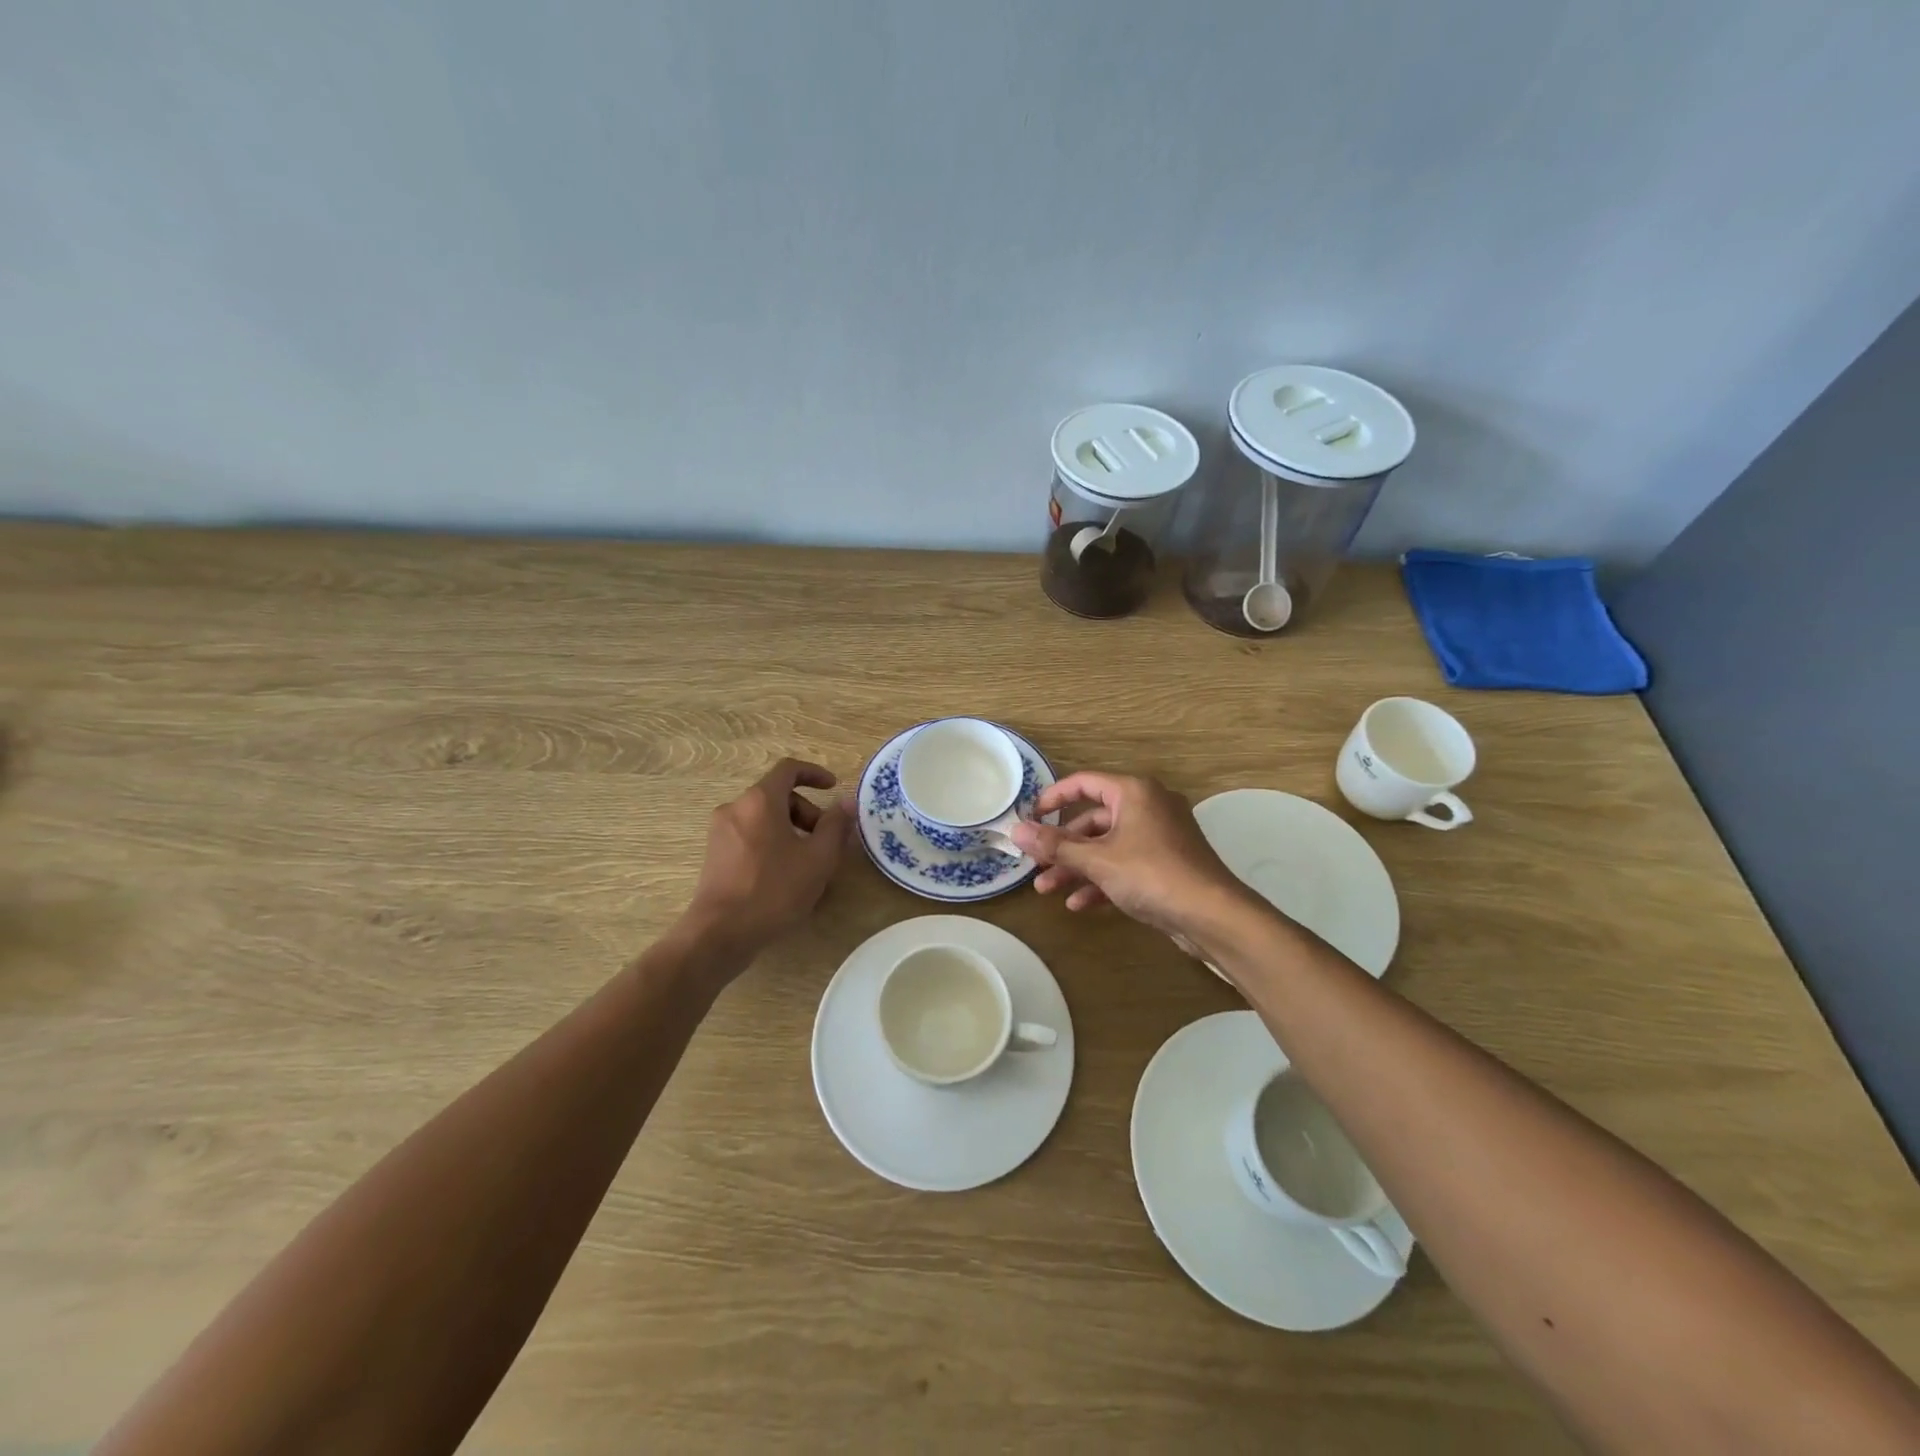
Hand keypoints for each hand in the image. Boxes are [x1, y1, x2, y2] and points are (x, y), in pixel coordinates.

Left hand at [682, 758, 852, 961]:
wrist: (720, 933)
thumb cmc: (774, 890)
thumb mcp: (817, 859)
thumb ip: (836, 826)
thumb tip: (847, 802)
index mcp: (760, 801)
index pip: (788, 769)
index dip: (814, 774)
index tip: (833, 787)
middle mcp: (736, 807)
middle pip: (777, 796)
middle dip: (806, 812)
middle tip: (825, 842)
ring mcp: (720, 831)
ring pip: (764, 818)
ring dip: (790, 830)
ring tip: (807, 863)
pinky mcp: (714, 854)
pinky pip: (750, 835)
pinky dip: (771, 842)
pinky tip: (784, 875)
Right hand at [1009, 772, 1248, 940]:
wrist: (1212, 915)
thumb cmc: (1151, 875)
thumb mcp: (1097, 860)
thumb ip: (1055, 846)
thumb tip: (1016, 831)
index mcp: (1133, 792)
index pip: (1083, 783)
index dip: (1052, 798)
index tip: (1029, 818)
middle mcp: (1147, 806)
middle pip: (1093, 819)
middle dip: (1062, 846)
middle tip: (1035, 864)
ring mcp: (1159, 836)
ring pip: (1106, 846)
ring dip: (1076, 867)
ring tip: (1047, 890)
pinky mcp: (1166, 863)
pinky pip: (1125, 864)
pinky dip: (1101, 880)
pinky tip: (1079, 904)